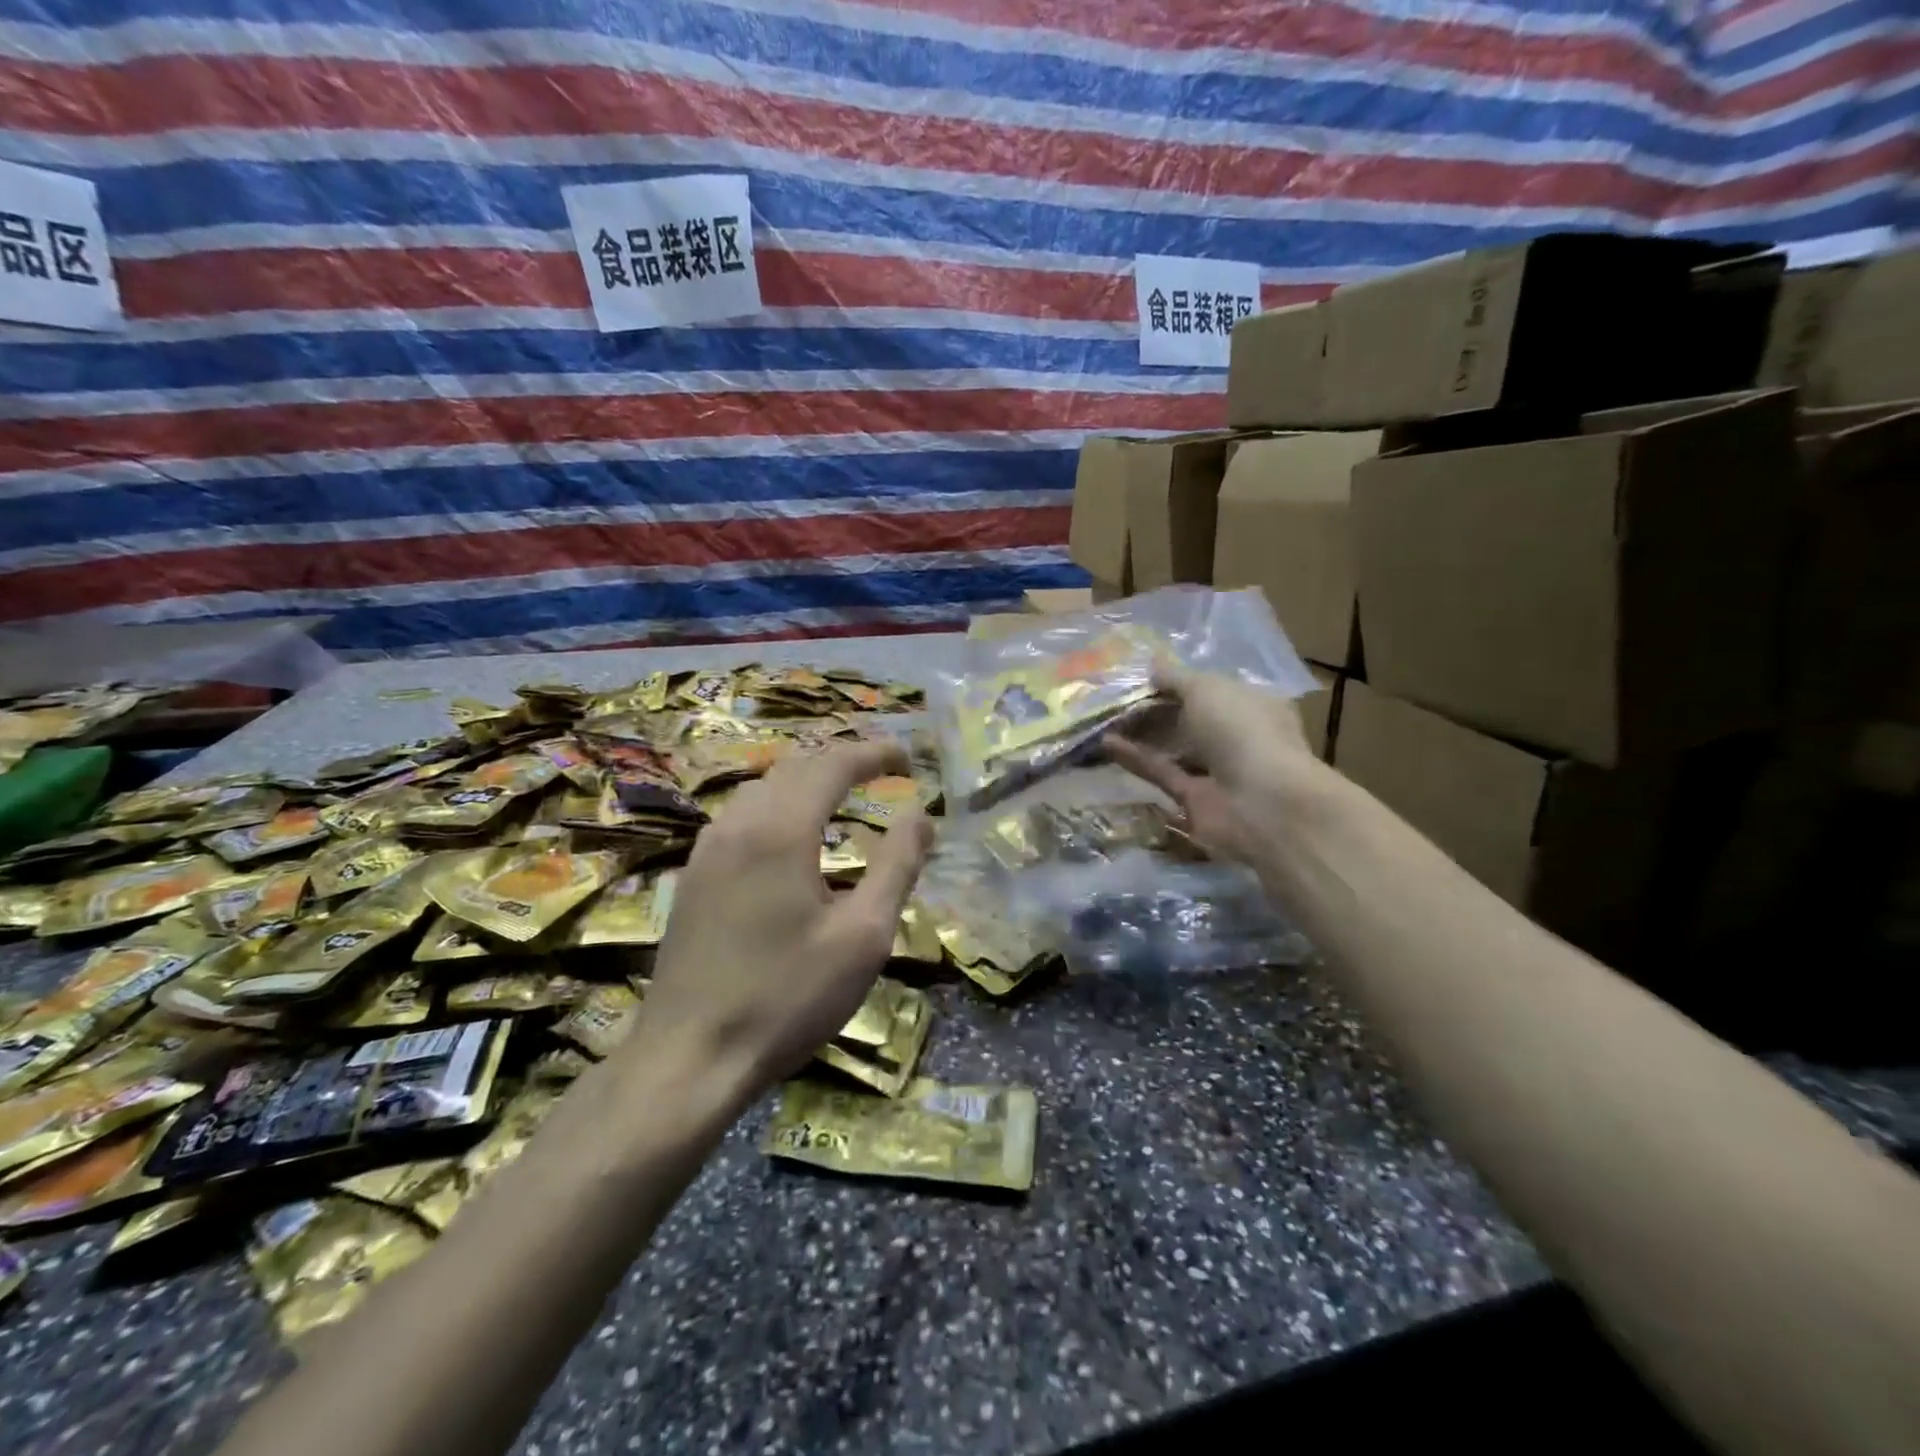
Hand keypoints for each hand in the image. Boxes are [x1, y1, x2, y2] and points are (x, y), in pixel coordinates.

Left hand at [631, 740, 932, 1102]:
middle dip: (842, 760)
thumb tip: (922, 815)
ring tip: (843, 793)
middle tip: (882, 770)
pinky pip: (742, 816)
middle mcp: (738, 824)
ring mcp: (708, 849)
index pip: (832, 765)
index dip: (873, 754)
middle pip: (795, 767)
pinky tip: (792, 834)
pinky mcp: (694, 876)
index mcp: (781, 830)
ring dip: (807, 779)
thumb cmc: (787, 998)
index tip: (907, 758)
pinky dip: (779, 804)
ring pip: (763, 788)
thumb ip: (897, 866)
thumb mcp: (863, 936)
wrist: (689, 1058)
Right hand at [1105, 661, 1316, 863]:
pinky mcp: (1194, 799)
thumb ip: (1176, 677)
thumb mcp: (1206, 688)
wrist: (1261, 803)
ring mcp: (1217, 770)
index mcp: (1252, 704)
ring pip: (1173, 748)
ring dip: (1141, 734)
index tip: (1142, 676)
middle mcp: (1237, 736)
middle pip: (1189, 719)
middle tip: (1114, 698)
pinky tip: (1106, 744)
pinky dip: (1136, 758)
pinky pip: (1162, 772)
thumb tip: (1152, 666)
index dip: (1178, 681)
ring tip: (1104, 719)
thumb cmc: (1242, 730)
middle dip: (1155, 708)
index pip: (1211, 689)